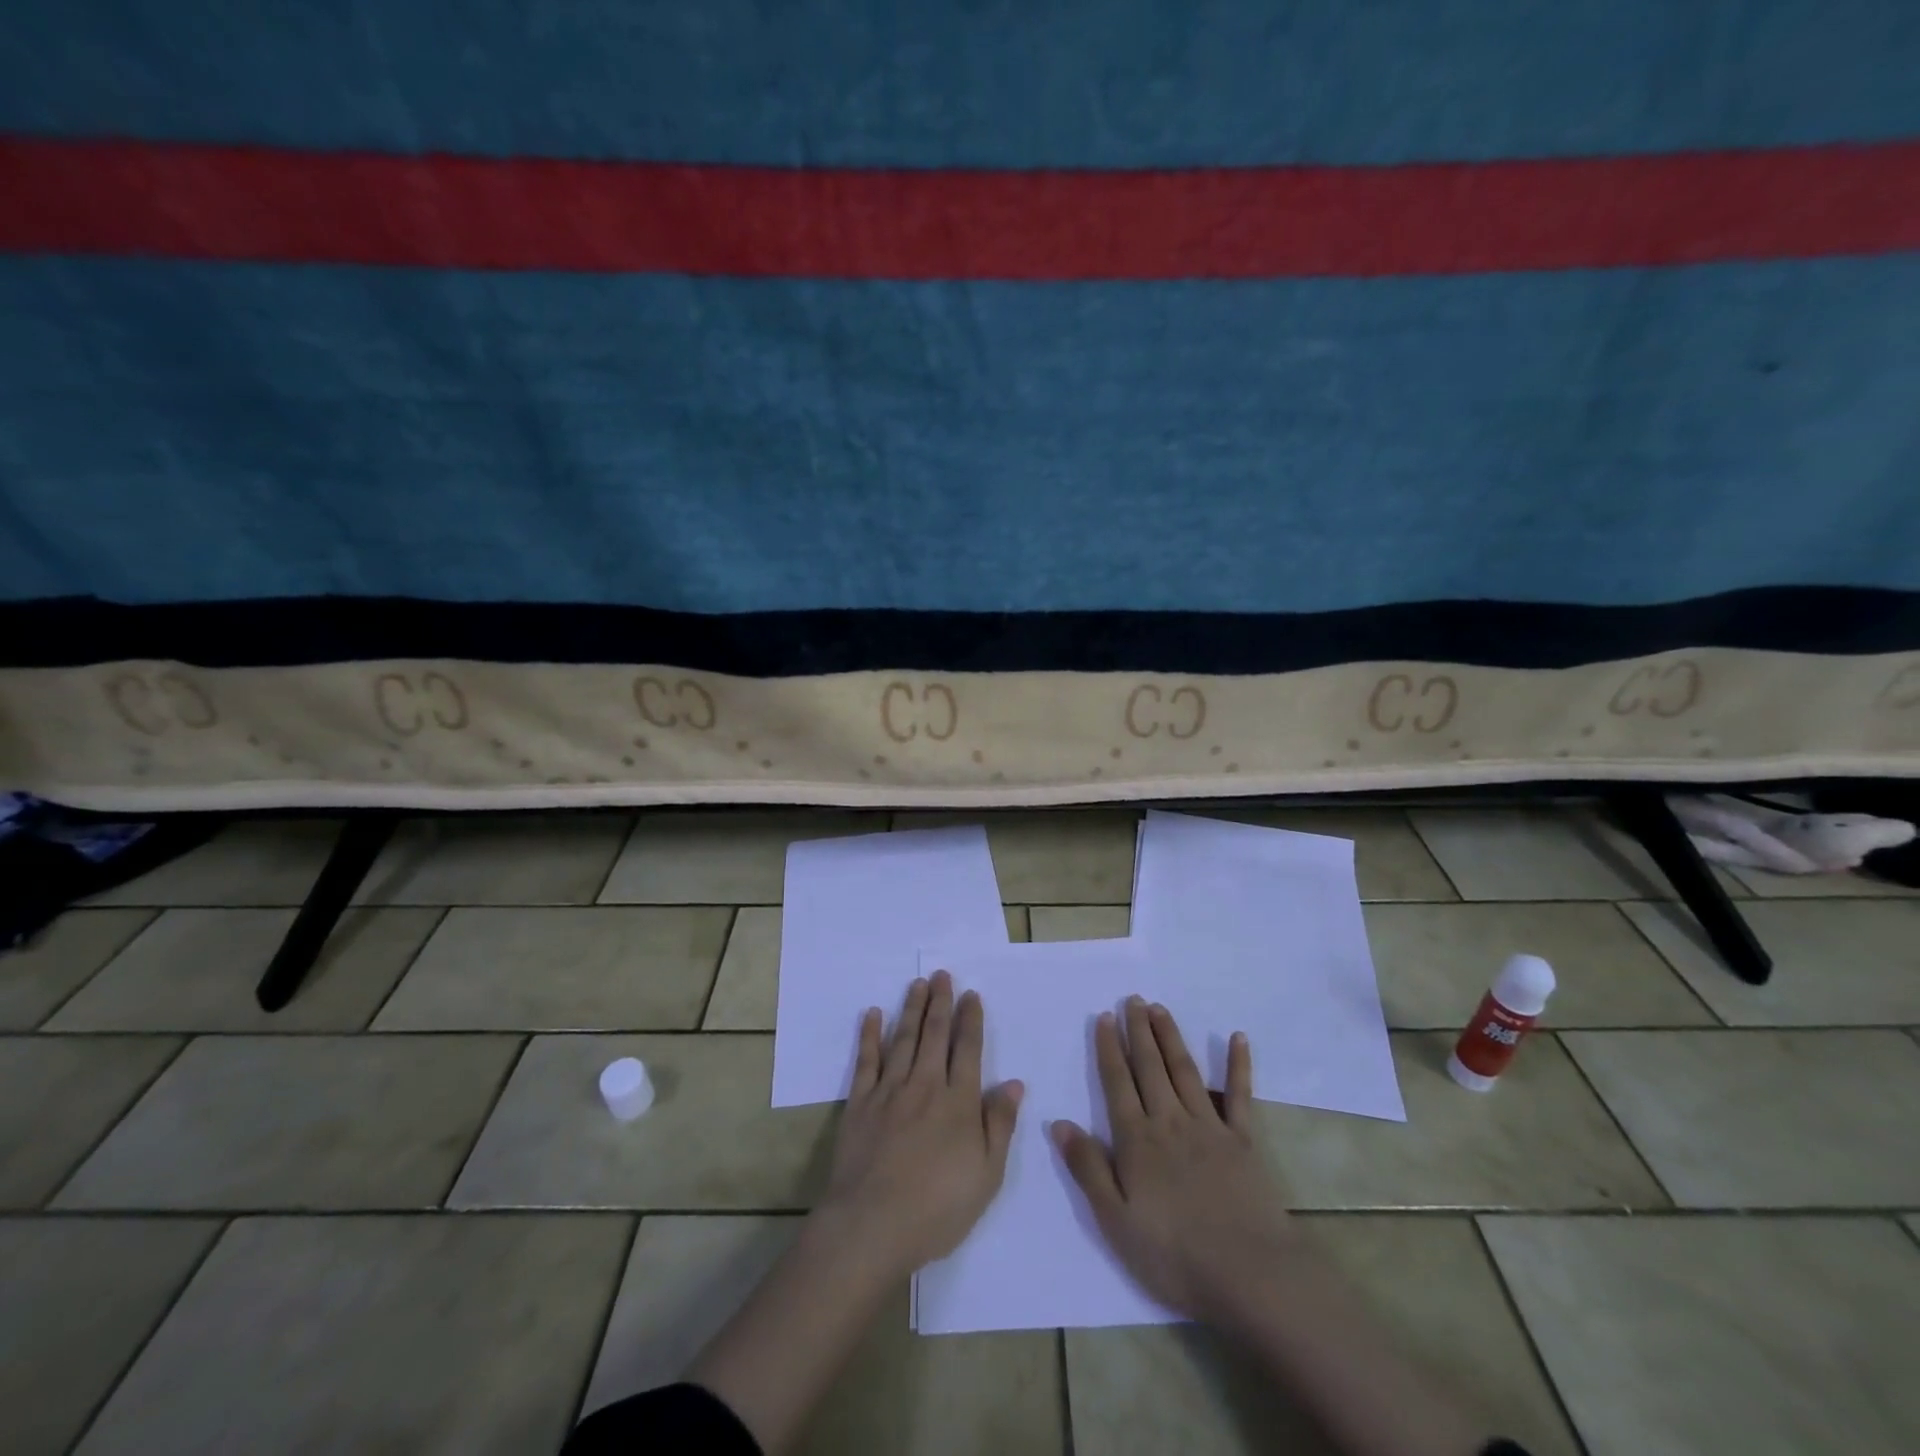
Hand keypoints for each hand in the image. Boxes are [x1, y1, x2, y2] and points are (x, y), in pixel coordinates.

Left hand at [816, 970, 1023, 1276]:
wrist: (873, 1225)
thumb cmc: (938, 1208)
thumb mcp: (987, 1175)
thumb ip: (1000, 1125)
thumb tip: (1013, 1083)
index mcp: (959, 1102)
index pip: (967, 1050)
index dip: (970, 1020)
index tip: (971, 994)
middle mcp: (925, 1085)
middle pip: (934, 1035)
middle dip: (940, 1002)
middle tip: (942, 974)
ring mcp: (889, 1091)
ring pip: (903, 1039)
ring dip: (911, 1009)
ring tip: (917, 984)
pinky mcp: (860, 1103)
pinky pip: (866, 1060)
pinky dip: (870, 1035)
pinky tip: (872, 1014)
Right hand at [1051, 997, 1294, 1323]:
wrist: (1250, 1275)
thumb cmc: (1174, 1254)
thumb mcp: (1115, 1220)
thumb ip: (1087, 1168)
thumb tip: (1058, 1122)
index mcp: (1137, 1140)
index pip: (1117, 1083)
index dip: (1109, 1048)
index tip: (1104, 1017)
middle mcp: (1170, 1121)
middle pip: (1150, 1067)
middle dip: (1138, 1031)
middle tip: (1132, 998)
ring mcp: (1209, 1127)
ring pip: (1185, 1071)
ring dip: (1171, 1037)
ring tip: (1160, 1008)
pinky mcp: (1244, 1140)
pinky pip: (1240, 1095)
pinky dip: (1238, 1065)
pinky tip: (1238, 1038)